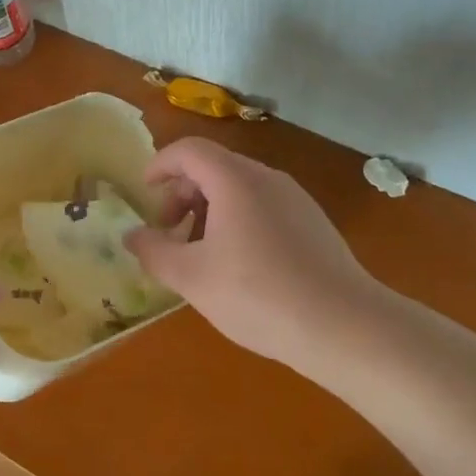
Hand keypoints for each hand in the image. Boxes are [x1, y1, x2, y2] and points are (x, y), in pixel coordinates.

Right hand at [125, 138, 382, 372]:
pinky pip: (263, 206)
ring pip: (240, 188)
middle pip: (214, 167)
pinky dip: (237, 220)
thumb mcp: (192, 278)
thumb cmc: (257, 294)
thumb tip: (131, 236)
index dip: (160, 165)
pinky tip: (239, 266)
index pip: (189, 150)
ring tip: (200, 253)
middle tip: (169, 232)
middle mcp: (267, 178)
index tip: (145, 193)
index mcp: (235, 179)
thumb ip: (154, 252)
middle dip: (182, 193)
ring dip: (209, 209)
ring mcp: (295, 199)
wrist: (344, 326)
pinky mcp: (313, 223)